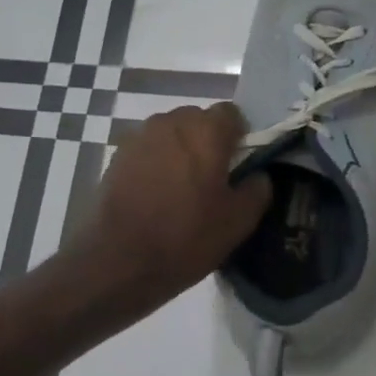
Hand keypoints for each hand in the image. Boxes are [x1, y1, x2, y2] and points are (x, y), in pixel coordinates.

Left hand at [75, 103, 271, 312]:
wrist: (116, 261)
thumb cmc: (185, 237)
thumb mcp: (238, 222)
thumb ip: (258, 189)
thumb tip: (258, 175)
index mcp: (206, 130)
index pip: (232, 113)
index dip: (239, 137)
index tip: (240, 166)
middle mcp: (171, 121)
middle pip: (199, 121)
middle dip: (208, 143)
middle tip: (212, 181)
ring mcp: (139, 136)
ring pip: (171, 135)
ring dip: (180, 152)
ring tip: (181, 190)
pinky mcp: (117, 156)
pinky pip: (148, 150)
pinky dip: (156, 164)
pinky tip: (155, 196)